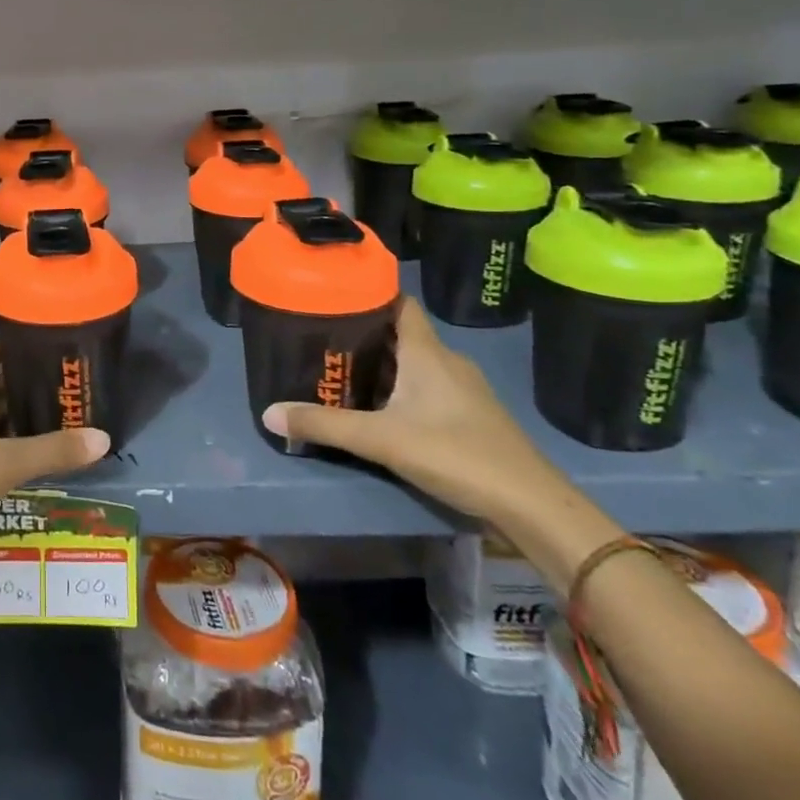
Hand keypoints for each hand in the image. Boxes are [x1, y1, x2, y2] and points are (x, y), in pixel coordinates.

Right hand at [261, 298, 566, 528]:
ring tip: (343, 371)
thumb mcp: (381, 440)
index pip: (399, 303)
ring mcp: (464, 389)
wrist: (531, 505)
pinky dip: (403, 388)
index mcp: (426, 352)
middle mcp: (446, 361)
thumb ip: (324, 425)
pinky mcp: (472, 416)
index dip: (370, 294)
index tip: (335, 296)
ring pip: (415, 362)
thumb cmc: (455, 454)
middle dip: (364, 334)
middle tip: (323, 339)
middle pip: (401, 334)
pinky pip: (429, 387)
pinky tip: (382, 408)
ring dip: (383, 364)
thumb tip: (268, 414)